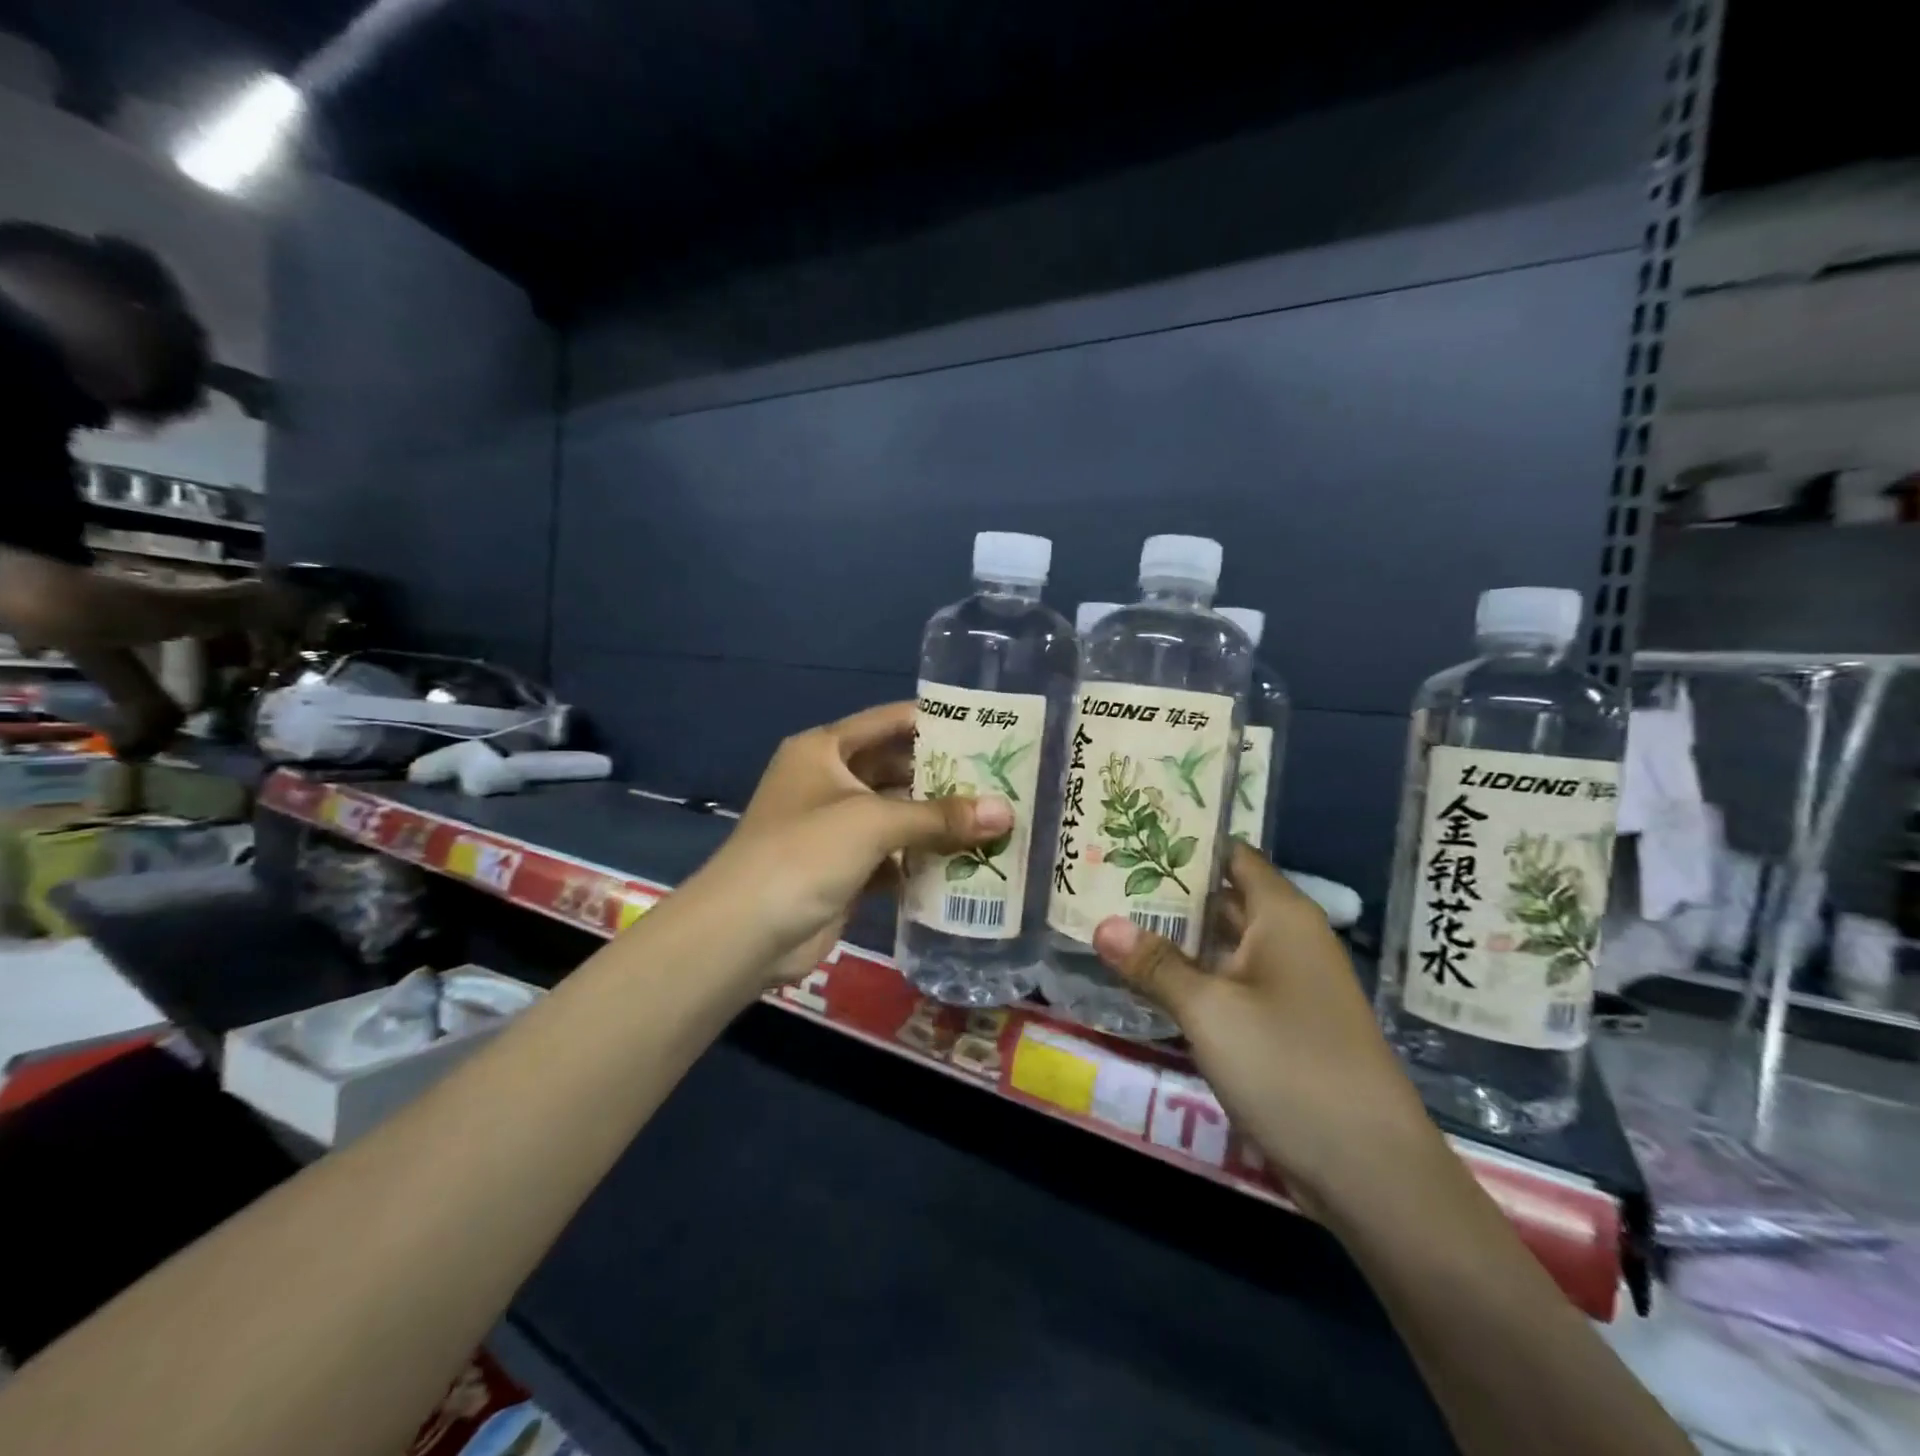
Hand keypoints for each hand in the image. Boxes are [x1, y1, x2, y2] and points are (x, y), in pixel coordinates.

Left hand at [687, 703, 1012, 985]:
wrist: (745, 932)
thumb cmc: (805, 852)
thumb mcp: (873, 823)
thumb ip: (940, 816)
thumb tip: (1007, 812)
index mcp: (823, 750)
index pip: (887, 722)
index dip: (933, 721)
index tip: (984, 726)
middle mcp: (828, 781)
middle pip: (895, 769)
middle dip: (942, 776)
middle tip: (999, 779)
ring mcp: (834, 828)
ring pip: (896, 815)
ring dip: (936, 820)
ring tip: (993, 818)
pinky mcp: (843, 869)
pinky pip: (891, 855)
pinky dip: (921, 858)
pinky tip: (964, 861)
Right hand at [1091, 842, 1438, 1212]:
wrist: (1372, 1172)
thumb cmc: (1291, 1068)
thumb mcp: (1211, 1012)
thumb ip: (1155, 964)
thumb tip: (1102, 925)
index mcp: (1282, 916)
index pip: (1231, 856)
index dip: (1185, 843)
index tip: (1132, 836)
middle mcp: (1289, 939)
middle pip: (1223, 898)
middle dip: (1168, 890)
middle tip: (1106, 878)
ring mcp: (1289, 984)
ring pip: (1223, 944)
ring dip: (1176, 936)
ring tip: (1113, 919)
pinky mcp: (1284, 1024)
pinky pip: (1231, 983)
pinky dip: (1193, 975)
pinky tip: (1149, 980)